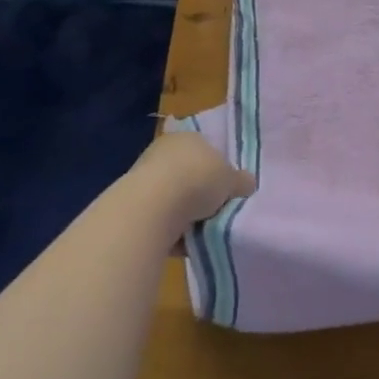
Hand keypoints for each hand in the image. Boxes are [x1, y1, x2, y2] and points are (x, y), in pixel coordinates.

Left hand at [132, 129, 256, 234]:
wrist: (153, 207)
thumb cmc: (198, 180)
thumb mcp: (233, 180)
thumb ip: (241, 181)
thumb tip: (246, 184)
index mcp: (188, 136)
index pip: (207, 150)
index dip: (219, 171)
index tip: (228, 191)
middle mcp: (164, 151)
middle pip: (189, 175)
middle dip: (201, 194)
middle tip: (217, 212)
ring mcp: (144, 176)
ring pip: (174, 198)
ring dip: (186, 215)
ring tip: (201, 231)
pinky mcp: (132, 204)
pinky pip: (160, 219)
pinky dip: (171, 230)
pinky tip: (182, 242)